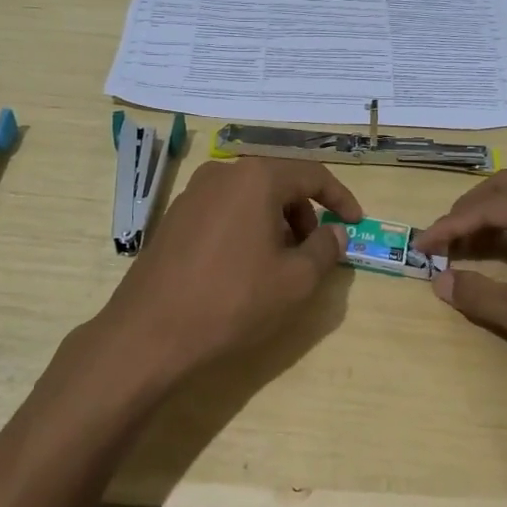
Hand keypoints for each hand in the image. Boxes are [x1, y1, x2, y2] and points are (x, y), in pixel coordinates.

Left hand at [96, 158, 361, 384]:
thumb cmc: (233, 301)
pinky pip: (224, 212)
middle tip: (314, 252)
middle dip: (305, 214)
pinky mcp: (174, 218)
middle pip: (278, 183)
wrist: (150, 332)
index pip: (312, 175)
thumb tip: (335, 233)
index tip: (356, 223)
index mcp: (256, 178)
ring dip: (275, 223)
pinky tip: (244, 268)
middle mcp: (222, 174)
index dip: (340, 199)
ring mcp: (192, 194)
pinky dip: (246, 229)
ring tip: (280, 264)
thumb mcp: (295, 281)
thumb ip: (325, 250)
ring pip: (250, 198)